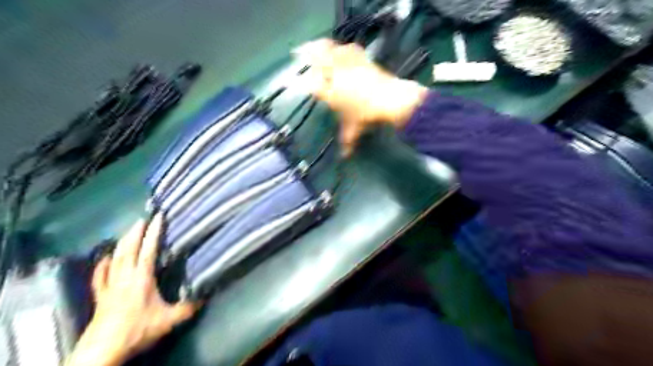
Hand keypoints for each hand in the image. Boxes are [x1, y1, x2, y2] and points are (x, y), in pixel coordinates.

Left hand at [66, 215, 199, 365]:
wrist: (103, 349)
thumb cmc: (137, 329)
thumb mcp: (168, 320)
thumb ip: (188, 307)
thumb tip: (206, 295)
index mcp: (142, 277)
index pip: (149, 249)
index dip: (154, 232)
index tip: (158, 217)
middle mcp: (125, 276)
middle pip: (128, 248)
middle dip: (136, 232)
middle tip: (142, 218)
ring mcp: (110, 284)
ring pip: (115, 257)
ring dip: (122, 242)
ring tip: (128, 231)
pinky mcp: (100, 295)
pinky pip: (100, 275)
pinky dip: (103, 264)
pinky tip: (105, 257)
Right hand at [294, 39, 429, 155]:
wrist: (390, 100)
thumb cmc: (368, 115)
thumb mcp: (355, 129)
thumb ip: (347, 141)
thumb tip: (344, 157)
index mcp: (331, 93)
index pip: (311, 84)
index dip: (302, 82)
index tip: (296, 81)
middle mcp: (336, 76)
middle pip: (318, 60)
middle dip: (307, 55)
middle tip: (299, 52)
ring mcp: (349, 65)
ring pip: (332, 51)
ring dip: (323, 47)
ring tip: (316, 45)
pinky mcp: (362, 60)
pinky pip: (350, 50)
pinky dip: (344, 49)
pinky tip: (344, 49)